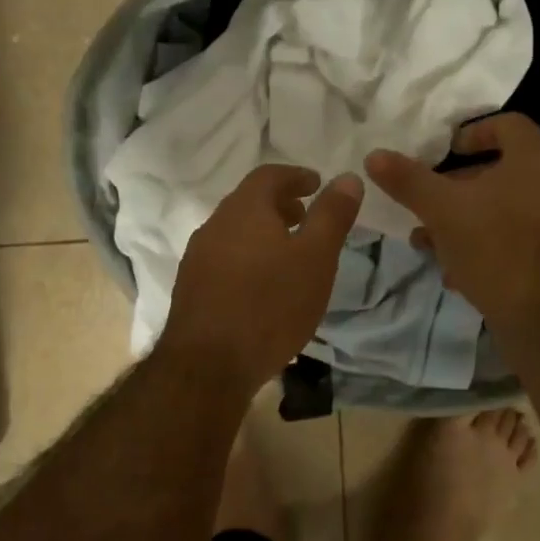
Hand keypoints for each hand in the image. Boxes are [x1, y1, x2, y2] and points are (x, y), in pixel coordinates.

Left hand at [156, 164, 362, 394]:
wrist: (209, 364)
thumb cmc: (271, 305)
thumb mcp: (316, 258)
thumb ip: (332, 215)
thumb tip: (348, 177)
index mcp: (244, 209)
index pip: (269, 175)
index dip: (296, 175)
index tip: (317, 184)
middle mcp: (214, 225)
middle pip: (248, 202)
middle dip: (279, 204)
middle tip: (306, 216)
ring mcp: (197, 258)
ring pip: (234, 232)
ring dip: (263, 232)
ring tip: (288, 254)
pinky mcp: (191, 288)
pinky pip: (224, 259)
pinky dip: (248, 257)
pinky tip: (262, 286)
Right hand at [366, 113, 539, 327]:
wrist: (539, 313)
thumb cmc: (492, 246)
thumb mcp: (441, 209)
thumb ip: (408, 180)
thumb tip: (374, 156)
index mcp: (533, 161)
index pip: (509, 124)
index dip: (475, 130)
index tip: (447, 149)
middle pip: (501, 170)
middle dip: (459, 184)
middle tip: (429, 198)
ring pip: (502, 208)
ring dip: (465, 218)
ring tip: (429, 240)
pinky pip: (512, 237)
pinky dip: (483, 244)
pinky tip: (454, 270)